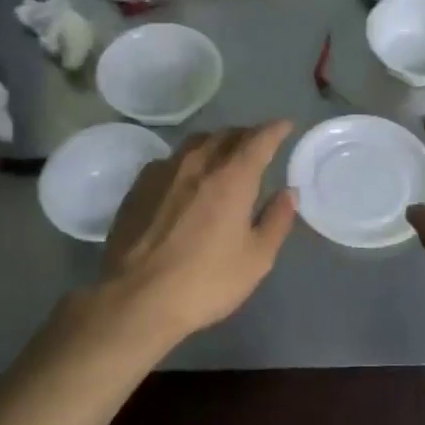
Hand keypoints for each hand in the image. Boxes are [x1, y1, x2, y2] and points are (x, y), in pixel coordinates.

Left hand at [99, 121, 297, 343]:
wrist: (136, 299)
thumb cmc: (206, 281)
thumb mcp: (256, 259)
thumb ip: (276, 220)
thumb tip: (288, 193)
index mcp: (232, 178)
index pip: (259, 140)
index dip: (275, 130)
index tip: (285, 125)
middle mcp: (197, 164)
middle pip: (226, 135)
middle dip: (246, 134)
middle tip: (258, 144)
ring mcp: (163, 173)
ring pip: (195, 143)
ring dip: (216, 142)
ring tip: (223, 154)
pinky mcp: (138, 187)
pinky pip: (170, 160)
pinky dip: (187, 160)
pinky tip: (186, 178)